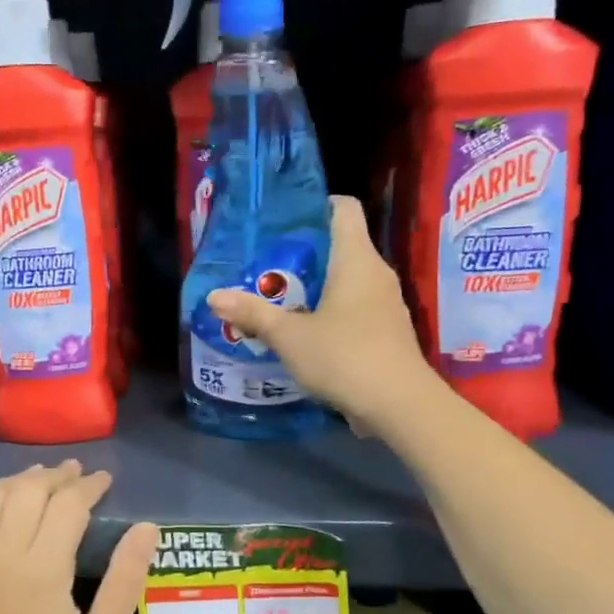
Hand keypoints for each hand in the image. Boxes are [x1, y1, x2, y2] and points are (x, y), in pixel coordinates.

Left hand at [0, 463, 157, 613]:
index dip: (88, 486)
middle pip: (26, 493)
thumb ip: (125, 581)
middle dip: (54, 477)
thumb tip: (147, 528)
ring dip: (12, 481)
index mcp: (42, 572)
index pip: (67, 506)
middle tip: (76, 475)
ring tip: (36, 478)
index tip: (105, 481)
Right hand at [207, 194, 434, 433]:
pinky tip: (305, 331)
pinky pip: (355, 307)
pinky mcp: (387, 331)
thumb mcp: (289, 337)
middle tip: (265, 264)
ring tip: (279, 297)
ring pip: (348, 280)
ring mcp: (386, 304)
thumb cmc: (344, 357)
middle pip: (341, 245)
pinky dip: (331, 311)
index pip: (344, 209)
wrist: (400, 406)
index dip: (315, 206)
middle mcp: (376, 273)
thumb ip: (253, 314)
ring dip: (316, 285)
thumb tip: (213, 297)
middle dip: (304, 252)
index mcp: (356, 259)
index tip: (283, 220)